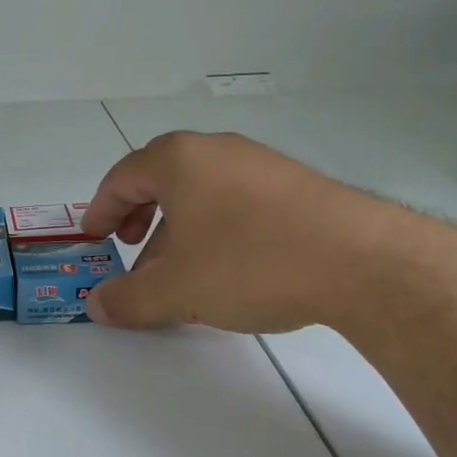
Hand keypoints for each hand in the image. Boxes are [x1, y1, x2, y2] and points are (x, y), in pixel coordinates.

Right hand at [80, 131, 404, 334]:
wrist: (362, 261)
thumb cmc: (249, 262)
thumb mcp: (176, 290)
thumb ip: (127, 299)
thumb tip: (97, 306)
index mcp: (178, 160)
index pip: (122, 177)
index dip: (100, 209)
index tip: (94, 237)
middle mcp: (216, 150)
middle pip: (161, 179)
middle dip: (139, 217)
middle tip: (131, 247)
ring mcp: (260, 164)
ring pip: (201, 192)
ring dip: (178, 228)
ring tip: (179, 270)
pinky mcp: (295, 185)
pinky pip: (236, 200)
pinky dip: (215, 228)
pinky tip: (228, 267)